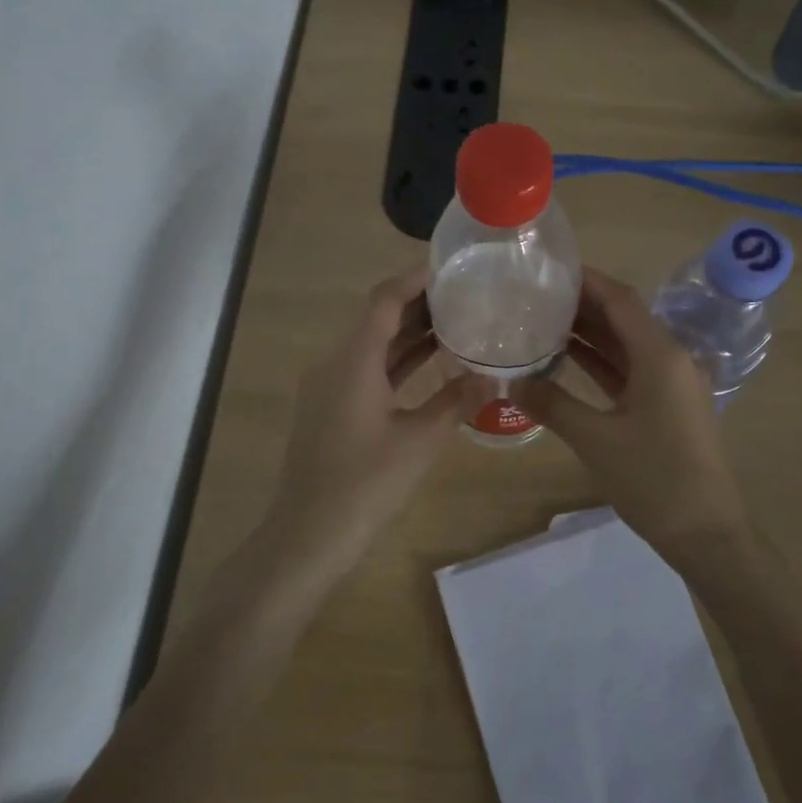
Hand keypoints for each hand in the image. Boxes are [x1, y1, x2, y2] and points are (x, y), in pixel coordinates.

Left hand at [267, 265, 485, 558]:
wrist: (308, 535)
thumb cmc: (365, 484)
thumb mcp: (420, 441)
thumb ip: (457, 401)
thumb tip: (493, 377)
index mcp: (353, 360)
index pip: (384, 300)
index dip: (415, 279)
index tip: (450, 267)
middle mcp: (335, 363)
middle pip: (377, 319)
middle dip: (419, 304)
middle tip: (464, 293)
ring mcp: (329, 387)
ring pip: (373, 347)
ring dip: (410, 334)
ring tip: (456, 321)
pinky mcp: (332, 409)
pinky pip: (367, 370)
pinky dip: (397, 362)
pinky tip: (430, 363)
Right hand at [510, 268, 752, 561]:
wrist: (706, 532)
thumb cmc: (654, 479)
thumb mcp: (596, 440)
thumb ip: (552, 405)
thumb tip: (510, 382)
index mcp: (661, 356)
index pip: (620, 300)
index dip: (586, 280)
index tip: (549, 268)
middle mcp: (671, 359)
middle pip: (624, 318)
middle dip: (582, 305)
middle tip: (535, 294)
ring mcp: (672, 384)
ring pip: (626, 345)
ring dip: (590, 333)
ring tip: (543, 319)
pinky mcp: (667, 406)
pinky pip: (631, 370)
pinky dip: (601, 362)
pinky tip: (567, 358)